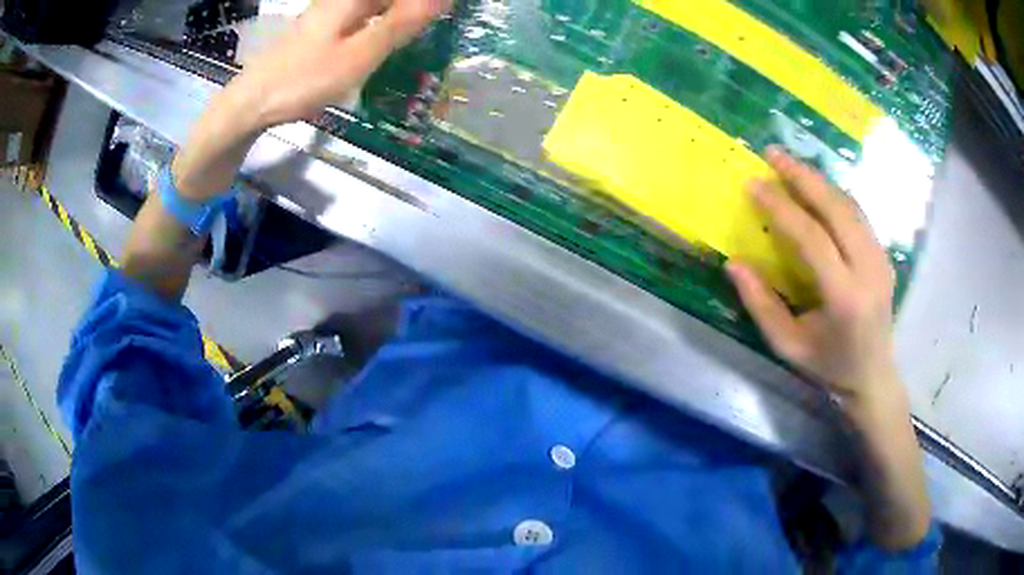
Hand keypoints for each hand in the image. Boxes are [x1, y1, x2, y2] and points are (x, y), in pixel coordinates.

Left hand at [229, 0, 453, 128]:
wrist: (250, 103)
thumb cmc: (304, 79)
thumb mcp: (358, 55)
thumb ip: (400, 24)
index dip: (426, 3)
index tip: (448, 13)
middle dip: (414, 9)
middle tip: (438, 23)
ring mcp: (329, 13)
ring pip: (376, 6)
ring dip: (400, 15)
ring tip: (422, 30)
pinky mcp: (322, 29)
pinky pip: (363, 16)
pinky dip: (382, 24)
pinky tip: (389, 39)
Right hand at [726, 146, 899, 412]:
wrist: (873, 376)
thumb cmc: (828, 366)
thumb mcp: (788, 346)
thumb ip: (761, 305)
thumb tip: (734, 263)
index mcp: (845, 298)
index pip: (813, 239)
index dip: (782, 208)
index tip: (754, 185)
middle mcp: (869, 271)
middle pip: (837, 209)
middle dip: (803, 177)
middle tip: (773, 154)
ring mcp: (881, 260)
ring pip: (850, 206)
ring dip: (819, 181)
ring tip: (791, 165)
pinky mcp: (884, 255)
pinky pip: (858, 215)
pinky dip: (834, 195)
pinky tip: (816, 188)